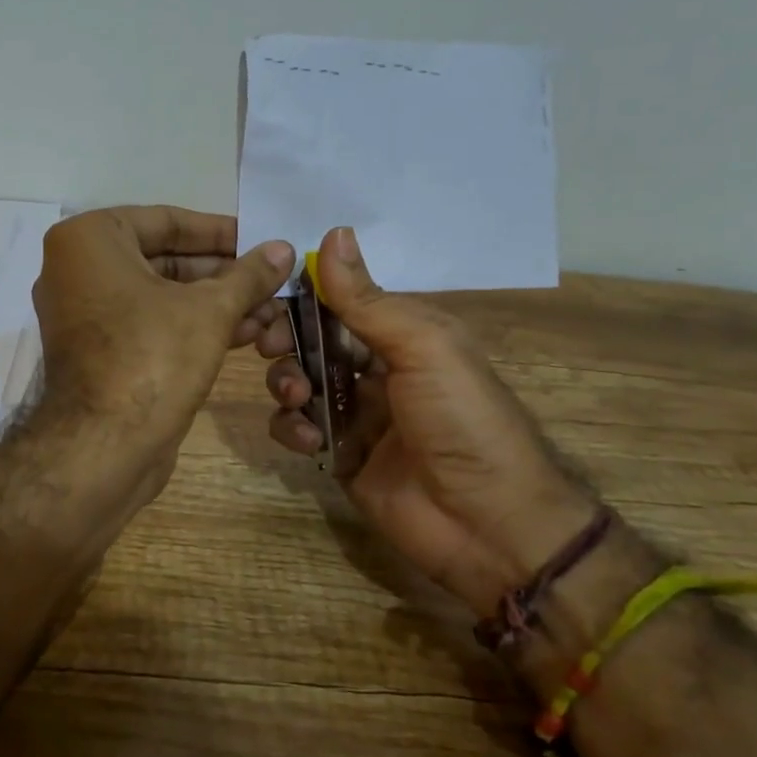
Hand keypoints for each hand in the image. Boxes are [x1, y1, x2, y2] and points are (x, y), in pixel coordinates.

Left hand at [32, 206, 294, 502]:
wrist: (103, 448)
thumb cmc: (152, 357)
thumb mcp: (210, 309)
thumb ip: (248, 274)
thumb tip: (283, 248)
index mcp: (89, 239)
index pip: (167, 221)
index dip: (221, 232)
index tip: (262, 239)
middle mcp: (78, 269)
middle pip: (165, 258)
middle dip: (223, 274)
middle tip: (273, 279)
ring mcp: (85, 313)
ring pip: (161, 295)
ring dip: (216, 302)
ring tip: (271, 311)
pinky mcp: (99, 351)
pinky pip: (150, 323)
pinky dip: (192, 325)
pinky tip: (246, 334)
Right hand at [258, 227, 593, 617]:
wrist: (488, 524)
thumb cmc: (462, 419)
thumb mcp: (423, 347)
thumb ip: (369, 299)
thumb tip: (333, 232)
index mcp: (403, 334)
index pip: (341, 300)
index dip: (303, 294)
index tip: (267, 292)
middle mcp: (377, 368)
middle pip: (313, 339)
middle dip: (287, 338)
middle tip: (269, 345)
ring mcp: (357, 413)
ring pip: (299, 381)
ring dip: (287, 382)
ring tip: (298, 398)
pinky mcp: (340, 454)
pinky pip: (299, 429)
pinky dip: (291, 428)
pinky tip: (306, 438)